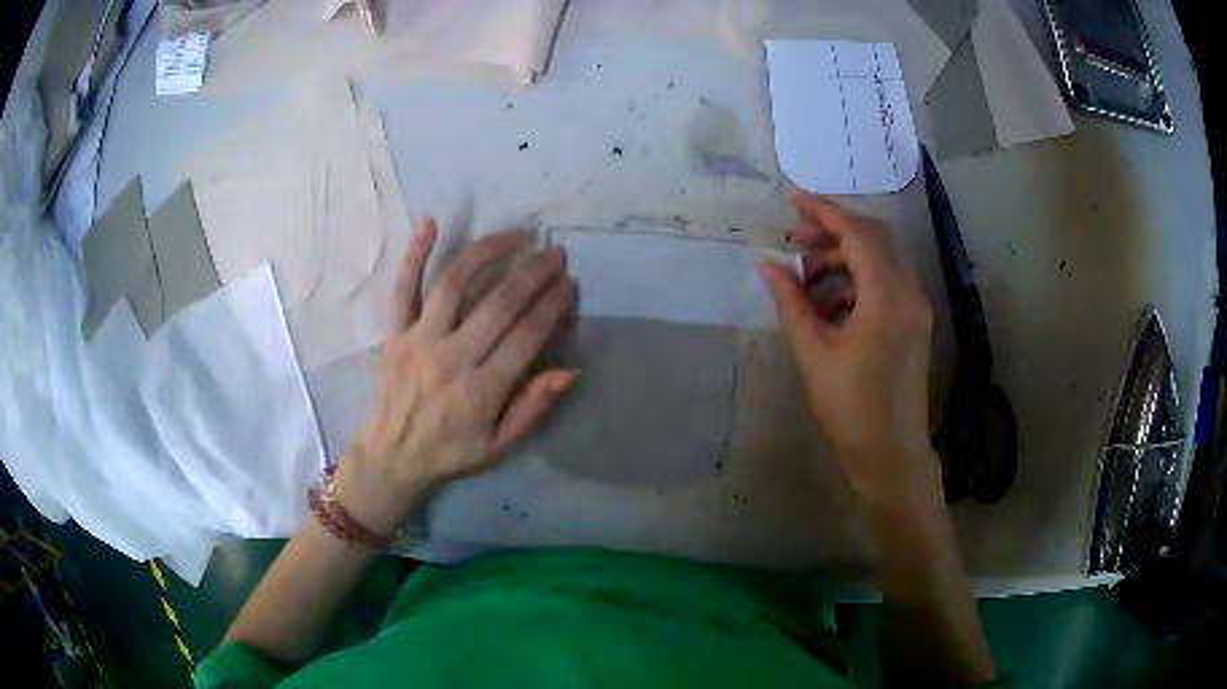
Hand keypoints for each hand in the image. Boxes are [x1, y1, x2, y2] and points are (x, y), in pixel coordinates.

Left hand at [334, 218, 577, 534]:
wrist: (391, 457)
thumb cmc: (450, 452)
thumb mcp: (499, 446)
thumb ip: (532, 408)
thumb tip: (569, 371)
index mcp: (480, 390)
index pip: (526, 336)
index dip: (552, 305)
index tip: (569, 283)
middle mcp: (450, 357)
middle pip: (498, 303)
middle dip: (532, 273)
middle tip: (554, 253)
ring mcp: (417, 340)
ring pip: (454, 284)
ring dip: (487, 252)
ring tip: (516, 235)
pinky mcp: (394, 332)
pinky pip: (402, 288)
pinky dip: (413, 254)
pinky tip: (430, 223)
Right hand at [762, 190, 937, 508]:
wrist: (891, 454)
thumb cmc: (850, 409)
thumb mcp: (813, 353)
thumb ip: (792, 302)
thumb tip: (768, 264)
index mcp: (887, 297)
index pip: (856, 233)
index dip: (823, 211)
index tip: (791, 198)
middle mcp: (908, 292)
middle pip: (874, 237)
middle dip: (833, 230)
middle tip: (795, 240)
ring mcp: (915, 307)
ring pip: (881, 258)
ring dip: (843, 257)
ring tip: (805, 278)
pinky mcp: (913, 322)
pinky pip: (885, 282)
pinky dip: (856, 280)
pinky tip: (828, 303)